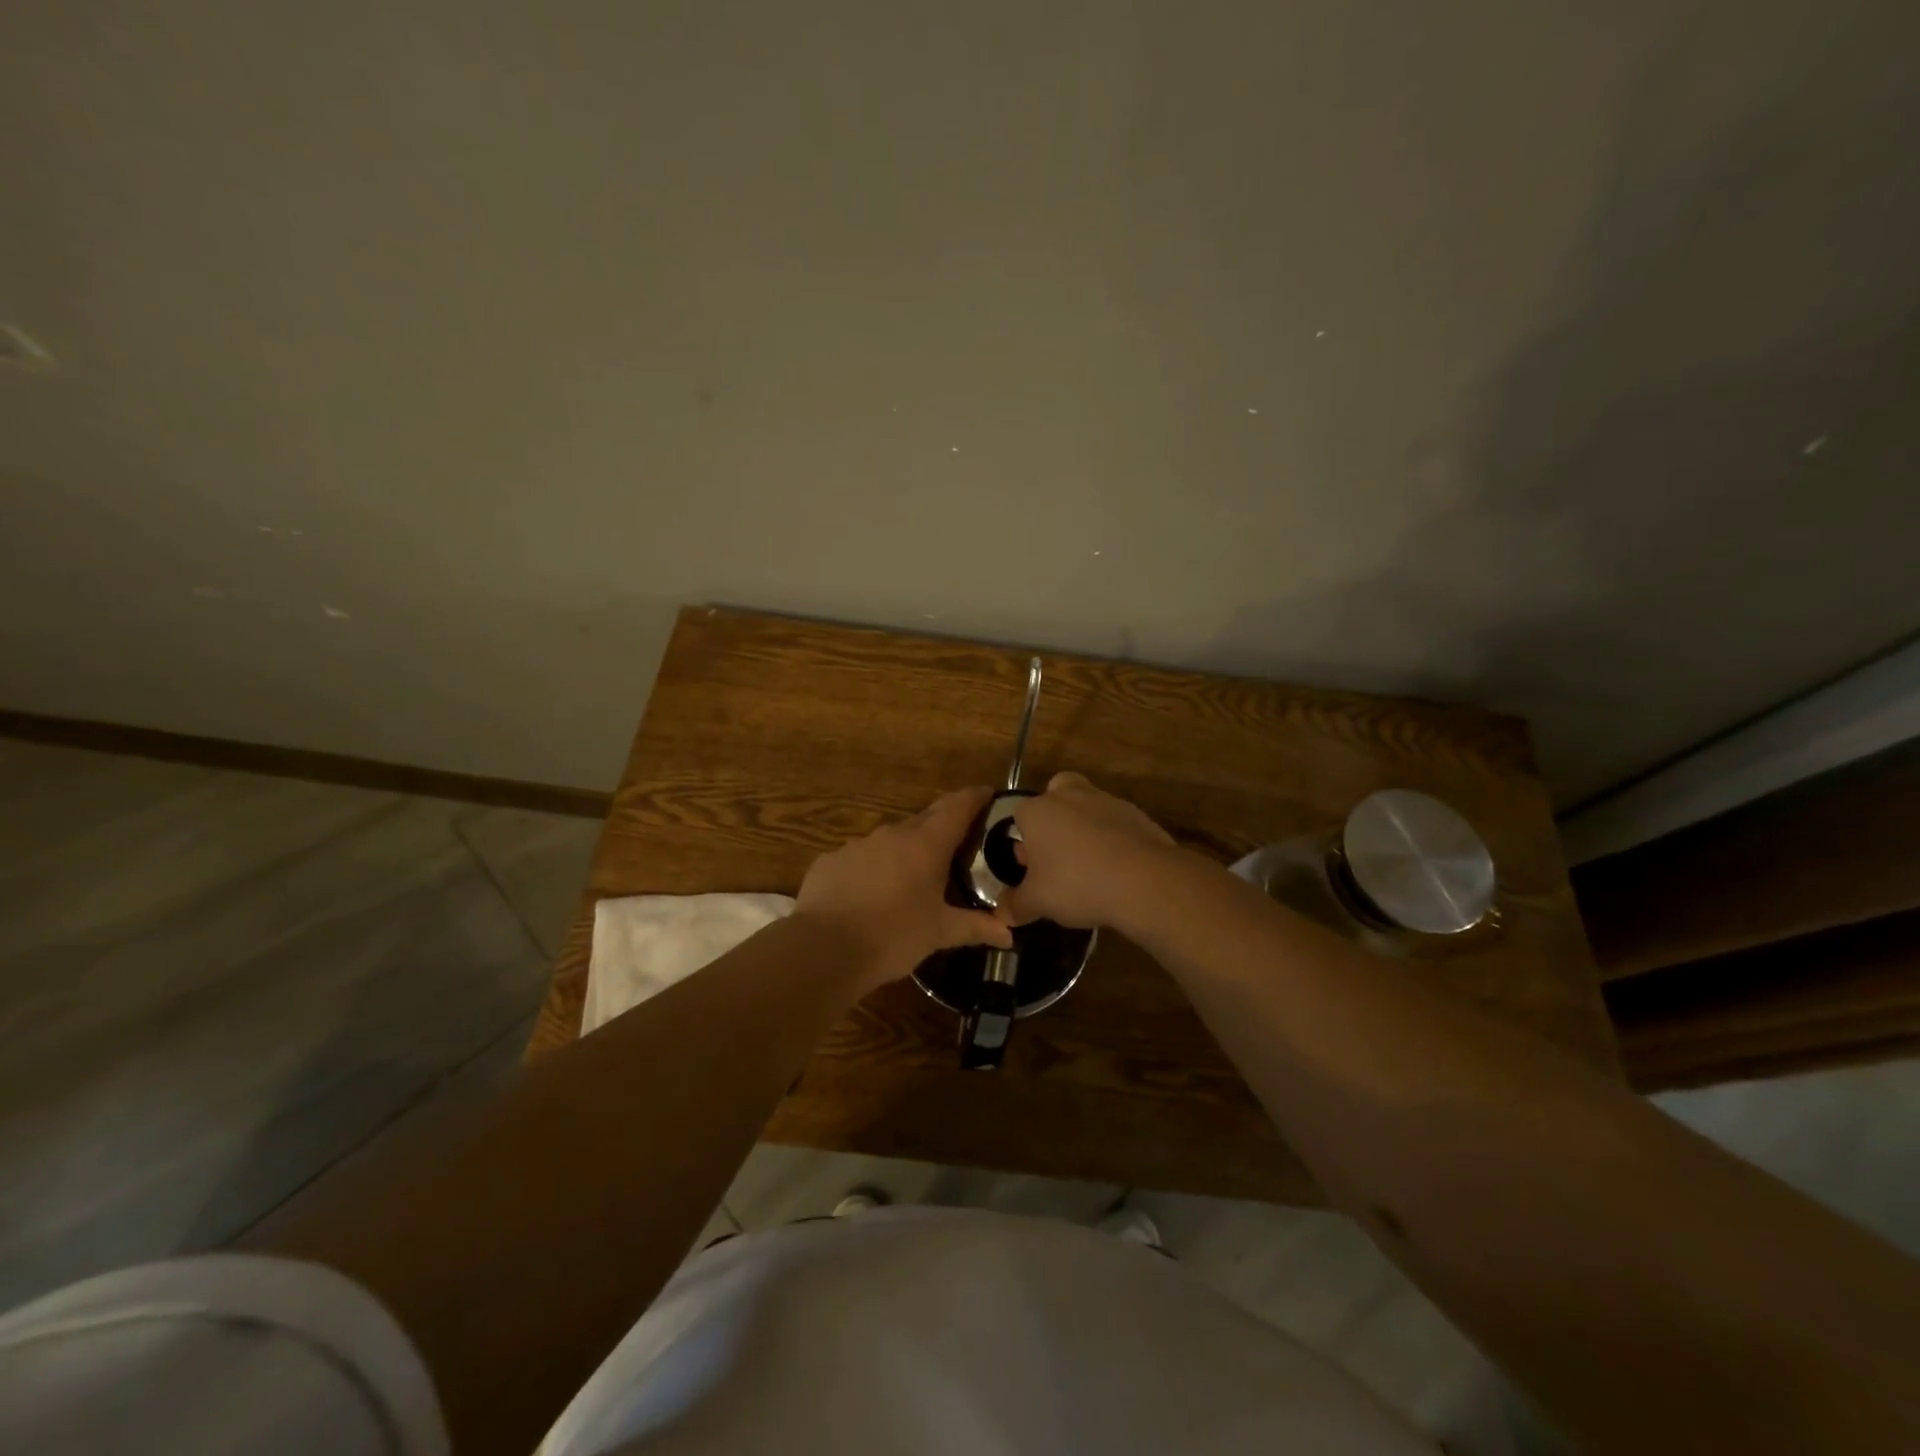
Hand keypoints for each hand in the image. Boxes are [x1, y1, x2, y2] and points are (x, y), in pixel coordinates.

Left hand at [796, 787, 1012, 989]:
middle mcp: (892, 834)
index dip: (974, 798)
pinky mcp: (830, 861)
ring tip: (912, 877)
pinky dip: (873, 869)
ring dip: (905, 851)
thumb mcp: (939, 933)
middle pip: (925, 820)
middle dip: (942, 826)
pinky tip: (871, 894)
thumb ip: (975, 927)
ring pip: (890, 840)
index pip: (956, 807)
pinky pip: (860, 858)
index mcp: (925, 844)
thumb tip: (1008, 934)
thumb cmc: (893, 936)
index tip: (988, 794)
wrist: (823, 950)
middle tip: (958, 842)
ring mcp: (857, 845)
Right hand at [998, 772, 1175, 928]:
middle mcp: (1069, 795)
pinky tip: (1116, 869)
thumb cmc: (1076, 884)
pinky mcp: (1136, 814)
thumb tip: (1001, 914)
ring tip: (1089, 868)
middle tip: (1057, 854)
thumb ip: (1015, 905)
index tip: (1029, 868)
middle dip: (1054, 820)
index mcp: (1037, 810)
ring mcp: (1105, 800)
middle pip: (1054, 797)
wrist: (1143, 880)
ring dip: (1085, 829)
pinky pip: (1115, 823)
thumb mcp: (1037, 902)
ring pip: (1087, 807)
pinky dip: (1113, 839)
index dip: (1023, 842)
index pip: (1019, 816)